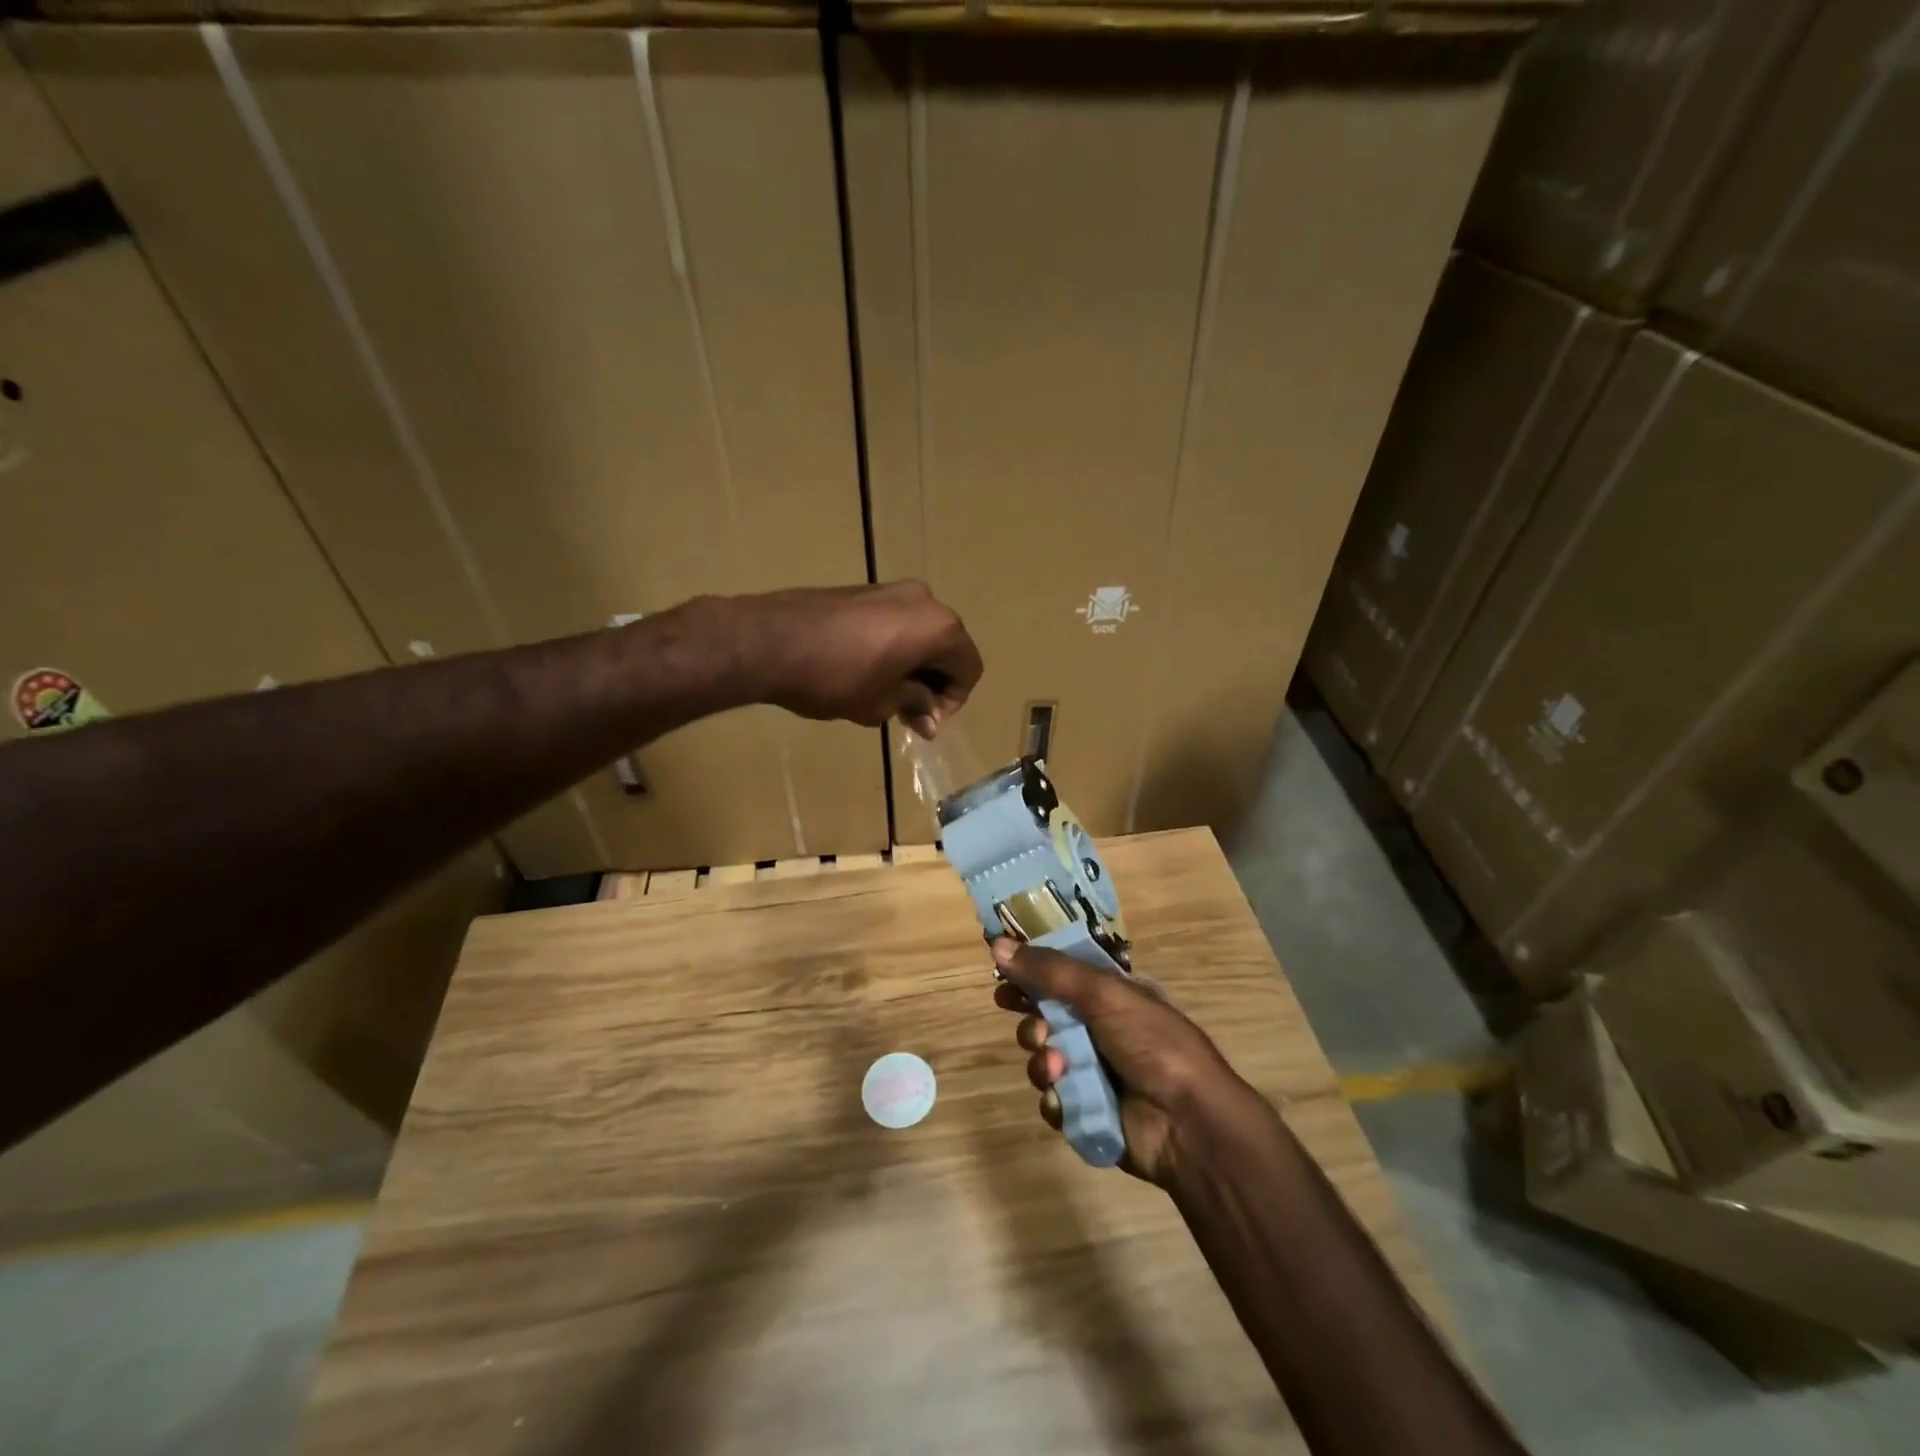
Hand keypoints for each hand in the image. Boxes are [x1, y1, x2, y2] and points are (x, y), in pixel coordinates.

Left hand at [730, 582, 981, 736]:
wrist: (771, 641)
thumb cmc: (836, 678)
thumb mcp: (882, 702)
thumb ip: (915, 705)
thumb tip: (929, 718)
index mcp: (939, 627)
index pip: (968, 667)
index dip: (953, 700)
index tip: (926, 722)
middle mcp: (924, 600)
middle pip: (947, 647)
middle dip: (933, 683)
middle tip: (909, 713)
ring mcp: (892, 589)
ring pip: (920, 633)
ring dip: (913, 666)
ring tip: (885, 696)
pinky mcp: (864, 590)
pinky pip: (895, 622)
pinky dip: (893, 648)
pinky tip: (866, 672)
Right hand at [990, 938, 1262, 1186]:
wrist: (1187, 1122)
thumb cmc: (1151, 1042)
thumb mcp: (1103, 993)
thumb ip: (1049, 970)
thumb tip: (997, 944)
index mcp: (1110, 995)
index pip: (1060, 974)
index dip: (1031, 972)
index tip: (1001, 971)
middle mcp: (1099, 1029)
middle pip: (1044, 1015)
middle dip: (1031, 1019)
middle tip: (1028, 1022)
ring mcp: (1092, 1071)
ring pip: (1042, 1057)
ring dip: (1041, 1059)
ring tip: (1057, 1066)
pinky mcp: (1085, 1110)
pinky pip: (1051, 1099)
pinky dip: (1055, 1097)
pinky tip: (1066, 1097)